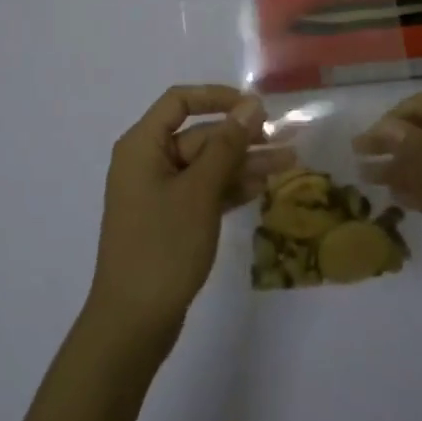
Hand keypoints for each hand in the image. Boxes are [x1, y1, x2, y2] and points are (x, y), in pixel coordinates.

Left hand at [85, 86, 292, 347]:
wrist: (133, 323)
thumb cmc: (163, 247)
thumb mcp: (199, 192)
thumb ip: (226, 145)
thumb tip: (251, 105)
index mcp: (142, 145)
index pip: (180, 101)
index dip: (218, 97)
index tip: (255, 107)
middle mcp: (147, 161)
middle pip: (198, 135)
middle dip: (241, 138)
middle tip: (285, 142)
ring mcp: (158, 192)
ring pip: (206, 165)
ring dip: (243, 164)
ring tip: (289, 164)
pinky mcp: (170, 219)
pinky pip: (203, 191)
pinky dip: (230, 188)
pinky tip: (263, 187)